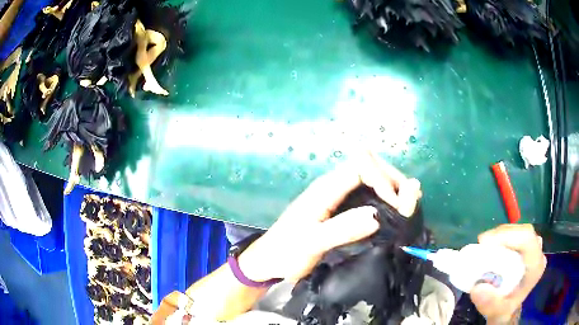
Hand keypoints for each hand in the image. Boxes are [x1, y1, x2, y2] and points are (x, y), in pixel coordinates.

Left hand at [238, 152, 421, 281]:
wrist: (268, 260)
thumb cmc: (286, 252)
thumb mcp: (311, 243)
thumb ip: (341, 230)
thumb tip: (376, 216)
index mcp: (325, 189)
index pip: (361, 167)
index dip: (383, 180)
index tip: (395, 205)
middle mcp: (332, 185)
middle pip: (368, 165)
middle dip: (391, 178)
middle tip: (410, 199)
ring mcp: (335, 195)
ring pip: (368, 177)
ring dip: (390, 185)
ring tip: (407, 202)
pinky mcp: (337, 207)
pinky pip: (365, 192)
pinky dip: (382, 196)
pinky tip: (392, 208)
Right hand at [470, 224, 546, 323]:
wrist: (507, 309)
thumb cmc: (504, 310)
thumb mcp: (497, 313)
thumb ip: (490, 304)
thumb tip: (478, 288)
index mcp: (535, 266)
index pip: (527, 240)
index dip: (507, 236)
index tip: (484, 242)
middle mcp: (537, 253)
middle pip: (523, 233)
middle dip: (501, 235)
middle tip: (481, 243)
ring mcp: (533, 249)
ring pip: (519, 231)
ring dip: (501, 235)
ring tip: (484, 245)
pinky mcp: (526, 248)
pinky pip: (516, 235)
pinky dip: (502, 238)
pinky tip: (491, 246)